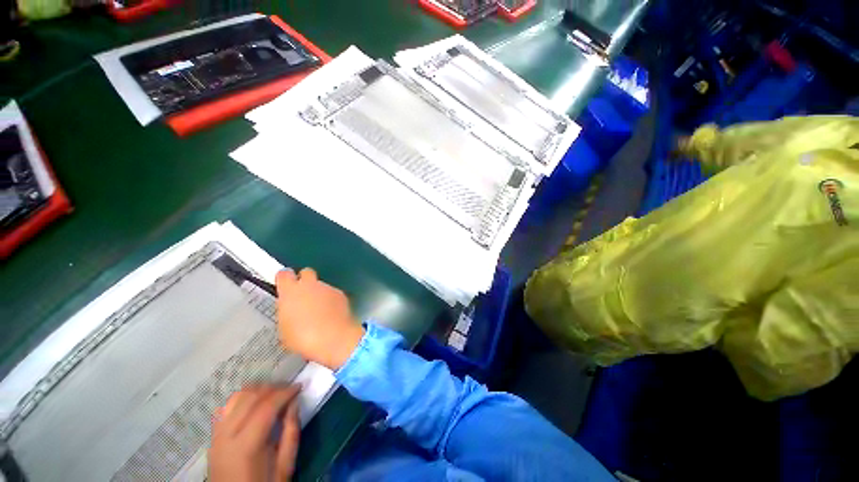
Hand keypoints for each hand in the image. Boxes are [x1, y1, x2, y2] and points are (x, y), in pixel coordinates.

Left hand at [209, 385, 300, 481]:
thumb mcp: (284, 465)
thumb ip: (291, 432)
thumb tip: (294, 402)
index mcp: (246, 446)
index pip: (266, 407)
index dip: (285, 392)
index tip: (299, 387)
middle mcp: (227, 436)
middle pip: (250, 397)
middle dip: (273, 388)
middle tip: (289, 389)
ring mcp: (217, 435)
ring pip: (237, 397)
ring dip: (258, 390)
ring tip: (274, 393)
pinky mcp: (213, 436)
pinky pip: (227, 407)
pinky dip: (243, 398)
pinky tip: (255, 401)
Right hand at [275, 268, 364, 369]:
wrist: (334, 338)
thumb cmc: (302, 337)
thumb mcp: (284, 328)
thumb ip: (287, 312)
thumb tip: (291, 310)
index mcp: (290, 291)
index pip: (284, 274)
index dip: (284, 279)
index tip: (284, 286)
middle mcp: (310, 285)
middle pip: (306, 272)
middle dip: (304, 280)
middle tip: (302, 296)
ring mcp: (327, 288)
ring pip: (321, 285)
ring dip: (319, 294)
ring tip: (319, 312)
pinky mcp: (341, 294)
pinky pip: (333, 294)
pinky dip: (331, 301)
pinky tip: (331, 315)